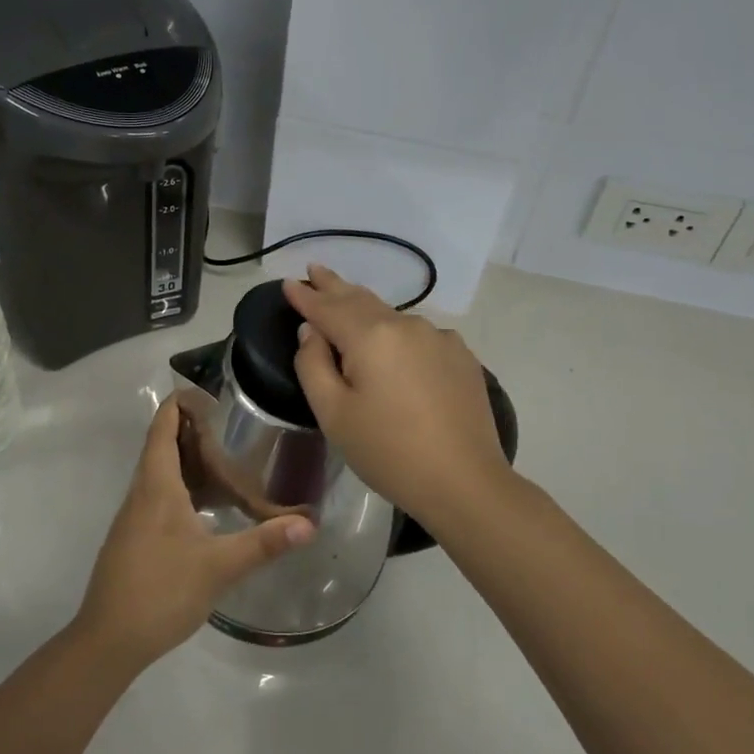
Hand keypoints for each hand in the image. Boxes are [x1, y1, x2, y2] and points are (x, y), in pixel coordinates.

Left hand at [73, 397, 314, 670]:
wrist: (108, 640)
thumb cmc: (160, 591)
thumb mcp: (218, 567)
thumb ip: (264, 543)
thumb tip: (310, 523)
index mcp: (156, 486)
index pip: (163, 428)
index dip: (180, 404)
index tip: (209, 392)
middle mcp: (142, 494)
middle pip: (163, 447)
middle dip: (194, 432)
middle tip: (234, 427)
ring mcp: (135, 518)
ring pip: (162, 475)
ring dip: (191, 462)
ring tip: (229, 462)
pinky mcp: (136, 539)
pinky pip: (161, 498)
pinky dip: (186, 490)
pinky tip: (210, 509)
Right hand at [285, 265, 512, 527]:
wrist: (465, 483)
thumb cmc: (388, 452)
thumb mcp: (333, 413)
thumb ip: (313, 364)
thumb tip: (311, 332)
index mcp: (370, 336)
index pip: (328, 308)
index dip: (306, 296)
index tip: (289, 282)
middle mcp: (407, 325)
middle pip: (361, 300)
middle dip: (335, 286)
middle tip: (316, 270)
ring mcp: (440, 338)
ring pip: (392, 316)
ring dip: (366, 308)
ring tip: (347, 301)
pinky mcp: (461, 357)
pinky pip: (419, 335)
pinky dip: (397, 333)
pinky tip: (394, 344)